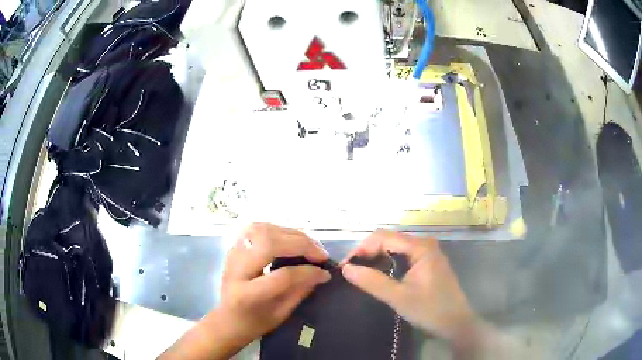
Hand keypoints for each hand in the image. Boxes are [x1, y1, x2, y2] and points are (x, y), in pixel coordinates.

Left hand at [159, 223, 330, 359]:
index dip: (308, 272)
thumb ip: (300, 292)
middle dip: (301, 245)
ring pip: (263, 230)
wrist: (227, 319)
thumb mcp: (280, 314)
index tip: (325, 273)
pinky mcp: (235, 247)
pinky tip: (291, 239)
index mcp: (247, 294)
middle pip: (270, 244)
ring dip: (291, 234)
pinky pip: (257, 229)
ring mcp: (233, 254)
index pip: (282, 276)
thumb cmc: (254, 322)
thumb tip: (321, 273)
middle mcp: (237, 269)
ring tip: (309, 244)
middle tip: (320, 254)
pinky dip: (278, 229)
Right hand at [341, 229, 477, 339]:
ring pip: (395, 248)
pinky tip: (379, 274)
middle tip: (351, 271)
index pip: (383, 237)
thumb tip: (346, 269)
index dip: (362, 248)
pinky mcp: (428, 264)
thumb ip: (372, 282)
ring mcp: (427, 254)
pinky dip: (388, 263)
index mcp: (420, 247)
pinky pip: (403, 256)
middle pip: (389, 240)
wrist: (456, 323)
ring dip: (376, 258)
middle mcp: (424, 244)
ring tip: (361, 273)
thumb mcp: (399, 297)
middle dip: (368, 252)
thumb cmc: (430, 310)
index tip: (347, 266)